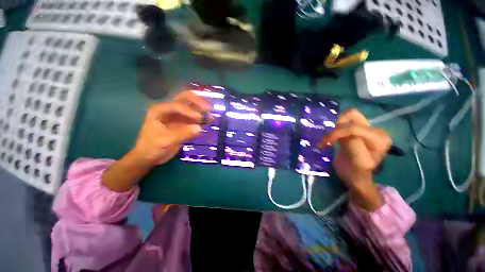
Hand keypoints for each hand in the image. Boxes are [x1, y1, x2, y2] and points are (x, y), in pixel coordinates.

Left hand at [131, 90, 210, 166]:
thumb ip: (182, 133)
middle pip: (185, 99)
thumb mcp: (164, 141)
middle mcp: (170, 110)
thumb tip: (200, 128)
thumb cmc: (151, 147)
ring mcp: (178, 116)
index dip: (189, 110)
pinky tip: (209, 121)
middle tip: (208, 108)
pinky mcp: (184, 124)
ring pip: (192, 107)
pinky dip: (202, 119)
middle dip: (198, 102)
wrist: (149, 157)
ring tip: (211, 116)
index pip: (177, 105)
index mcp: (160, 110)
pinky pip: (194, 119)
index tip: (199, 118)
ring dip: (202, 110)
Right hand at [319, 109, 391, 210]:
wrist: (355, 177)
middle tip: (327, 139)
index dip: (337, 133)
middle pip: (352, 116)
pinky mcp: (357, 130)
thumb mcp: (357, 163)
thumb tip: (343, 135)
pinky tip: (330, 137)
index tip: (324, 143)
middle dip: (336, 126)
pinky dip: (334, 127)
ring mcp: (367, 128)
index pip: (354, 128)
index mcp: (379, 139)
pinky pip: (344, 121)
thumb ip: (353, 146)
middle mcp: (375, 130)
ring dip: (335, 126)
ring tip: (328, 138)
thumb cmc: (356, 173)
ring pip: (347, 116)